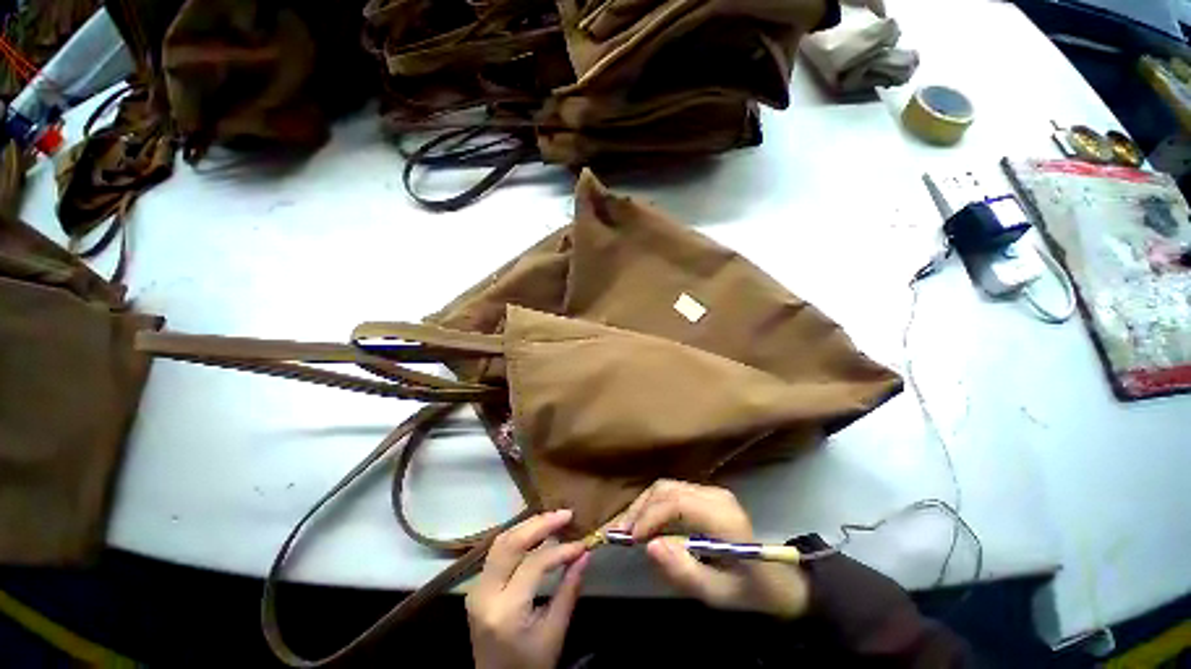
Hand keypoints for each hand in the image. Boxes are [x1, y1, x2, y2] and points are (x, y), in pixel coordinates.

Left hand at [467, 509, 589, 668]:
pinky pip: (497, 551)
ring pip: (501, 541)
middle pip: (511, 543)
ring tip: (554, 518)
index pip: (535, 564)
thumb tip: (585, 554)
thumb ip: (569, 590)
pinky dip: (518, 536)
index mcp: (505, 611)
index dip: (561, 550)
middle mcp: (485, 594)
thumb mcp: (554, 633)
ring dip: (528, 526)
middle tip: (566, 515)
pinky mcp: (478, 586)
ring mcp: (477, 588)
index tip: (582, 544)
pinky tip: (535, 531)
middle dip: (541, 524)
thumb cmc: (529, 665)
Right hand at [616, 480, 808, 618]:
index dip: (650, 516)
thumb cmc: (751, 591)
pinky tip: (643, 523)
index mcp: (724, 518)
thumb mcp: (718, 594)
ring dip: (643, 505)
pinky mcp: (706, 495)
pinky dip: (653, 505)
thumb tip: (650, 546)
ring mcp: (711, 492)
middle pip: (667, 490)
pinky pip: (672, 492)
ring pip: (666, 487)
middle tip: (619, 534)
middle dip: (639, 509)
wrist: (781, 579)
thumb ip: (684, 572)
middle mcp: (716, 496)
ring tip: (626, 529)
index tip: (630, 539)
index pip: (677, 503)